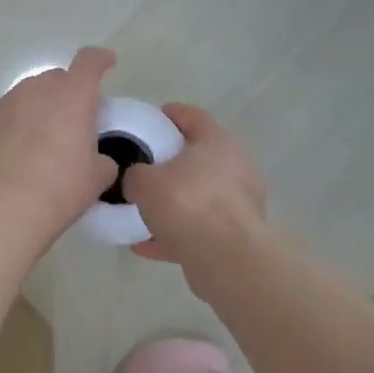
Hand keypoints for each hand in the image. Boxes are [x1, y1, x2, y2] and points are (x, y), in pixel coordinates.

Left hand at [0, 48, 118, 246]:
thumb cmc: (61, 188)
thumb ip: (102, 160)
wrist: (4, 207)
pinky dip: (12, 130)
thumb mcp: (97, 177)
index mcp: (72, 96)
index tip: (106, 63)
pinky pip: (2, 119)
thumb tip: (95, 160)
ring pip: (25, 98)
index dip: (100, 60)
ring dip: (36, 111)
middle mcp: (36, 91)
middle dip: (66, 92)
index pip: (89, 62)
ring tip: (39, 143)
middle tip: (71, 121)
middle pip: (55, 79)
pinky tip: (13, 158)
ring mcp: (3, 105)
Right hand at [123, 104, 267, 271]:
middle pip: (197, 158)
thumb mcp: (143, 182)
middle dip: (170, 163)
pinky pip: (198, 228)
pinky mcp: (236, 235)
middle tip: (143, 166)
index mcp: (217, 142)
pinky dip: (174, 234)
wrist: (226, 258)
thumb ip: (134, 174)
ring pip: (198, 196)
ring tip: (140, 210)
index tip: (151, 118)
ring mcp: (239, 203)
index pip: (193, 116)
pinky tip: (144, 244)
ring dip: (173, 203)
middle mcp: (234, 167)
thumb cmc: (186, 203)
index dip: (171, 114)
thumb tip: (135, 178)